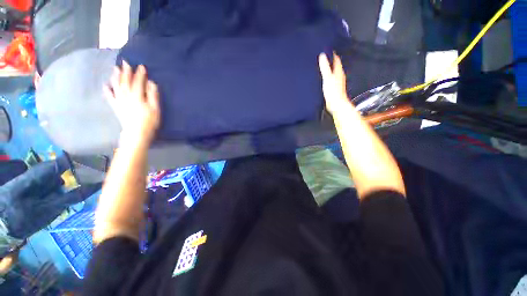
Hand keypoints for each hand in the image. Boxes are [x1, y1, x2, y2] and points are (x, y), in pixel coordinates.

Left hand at [104, 61, 159, 143]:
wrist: (137, 132)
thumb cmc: (149, 121)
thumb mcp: (155, 108)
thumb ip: (153, 95)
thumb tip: (151, 83)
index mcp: (137, 96)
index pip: (138, 82)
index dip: (140, 74)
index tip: (141, 66)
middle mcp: (126, 96)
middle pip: (126, 81)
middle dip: (126, 71)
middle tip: (125, 62)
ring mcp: (119, 101)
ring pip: (116, 86)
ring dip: (116, 76)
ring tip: (115, 68)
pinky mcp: (116, 106)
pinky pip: (110, 96)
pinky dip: (107, 90)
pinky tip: (106, 85)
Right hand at [318, 52, 351, 114]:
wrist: (336, 104)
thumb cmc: (333, 92)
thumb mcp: (327, 78)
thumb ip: (325, 67)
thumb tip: (322, 55)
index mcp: (338, 71)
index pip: (336, 59)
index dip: (332, 54)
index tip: (328, 50)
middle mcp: (339, 75)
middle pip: (335, 65)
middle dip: (330, 61)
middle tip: (325, 57)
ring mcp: (337, 82)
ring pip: (333, 72)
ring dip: (329, 69)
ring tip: (323, 66)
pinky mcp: (334, 88)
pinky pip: (331, 79)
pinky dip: (328, 76)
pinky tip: (324, 78)